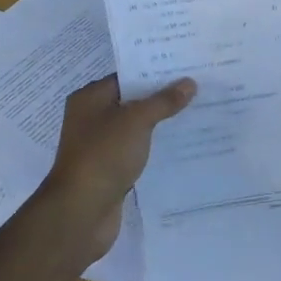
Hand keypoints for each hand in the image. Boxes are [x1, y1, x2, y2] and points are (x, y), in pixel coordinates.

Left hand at [40, 74, 196, 258]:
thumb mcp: (136, 121)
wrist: (82, 211)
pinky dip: (153, 149)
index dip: (154, 72)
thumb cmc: (104, 155)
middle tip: (198, 90)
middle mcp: (91, 119)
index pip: (126, 77)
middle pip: (131, 102)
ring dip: (160, 125)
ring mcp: (100, 146)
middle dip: (161, 98)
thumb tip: (189, 82)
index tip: (185, 69)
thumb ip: (163, 101)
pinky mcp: (110, 170)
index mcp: (89, 99)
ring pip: (135, 129)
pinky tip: (181, 147)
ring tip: (196, 115)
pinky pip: (136, 152)